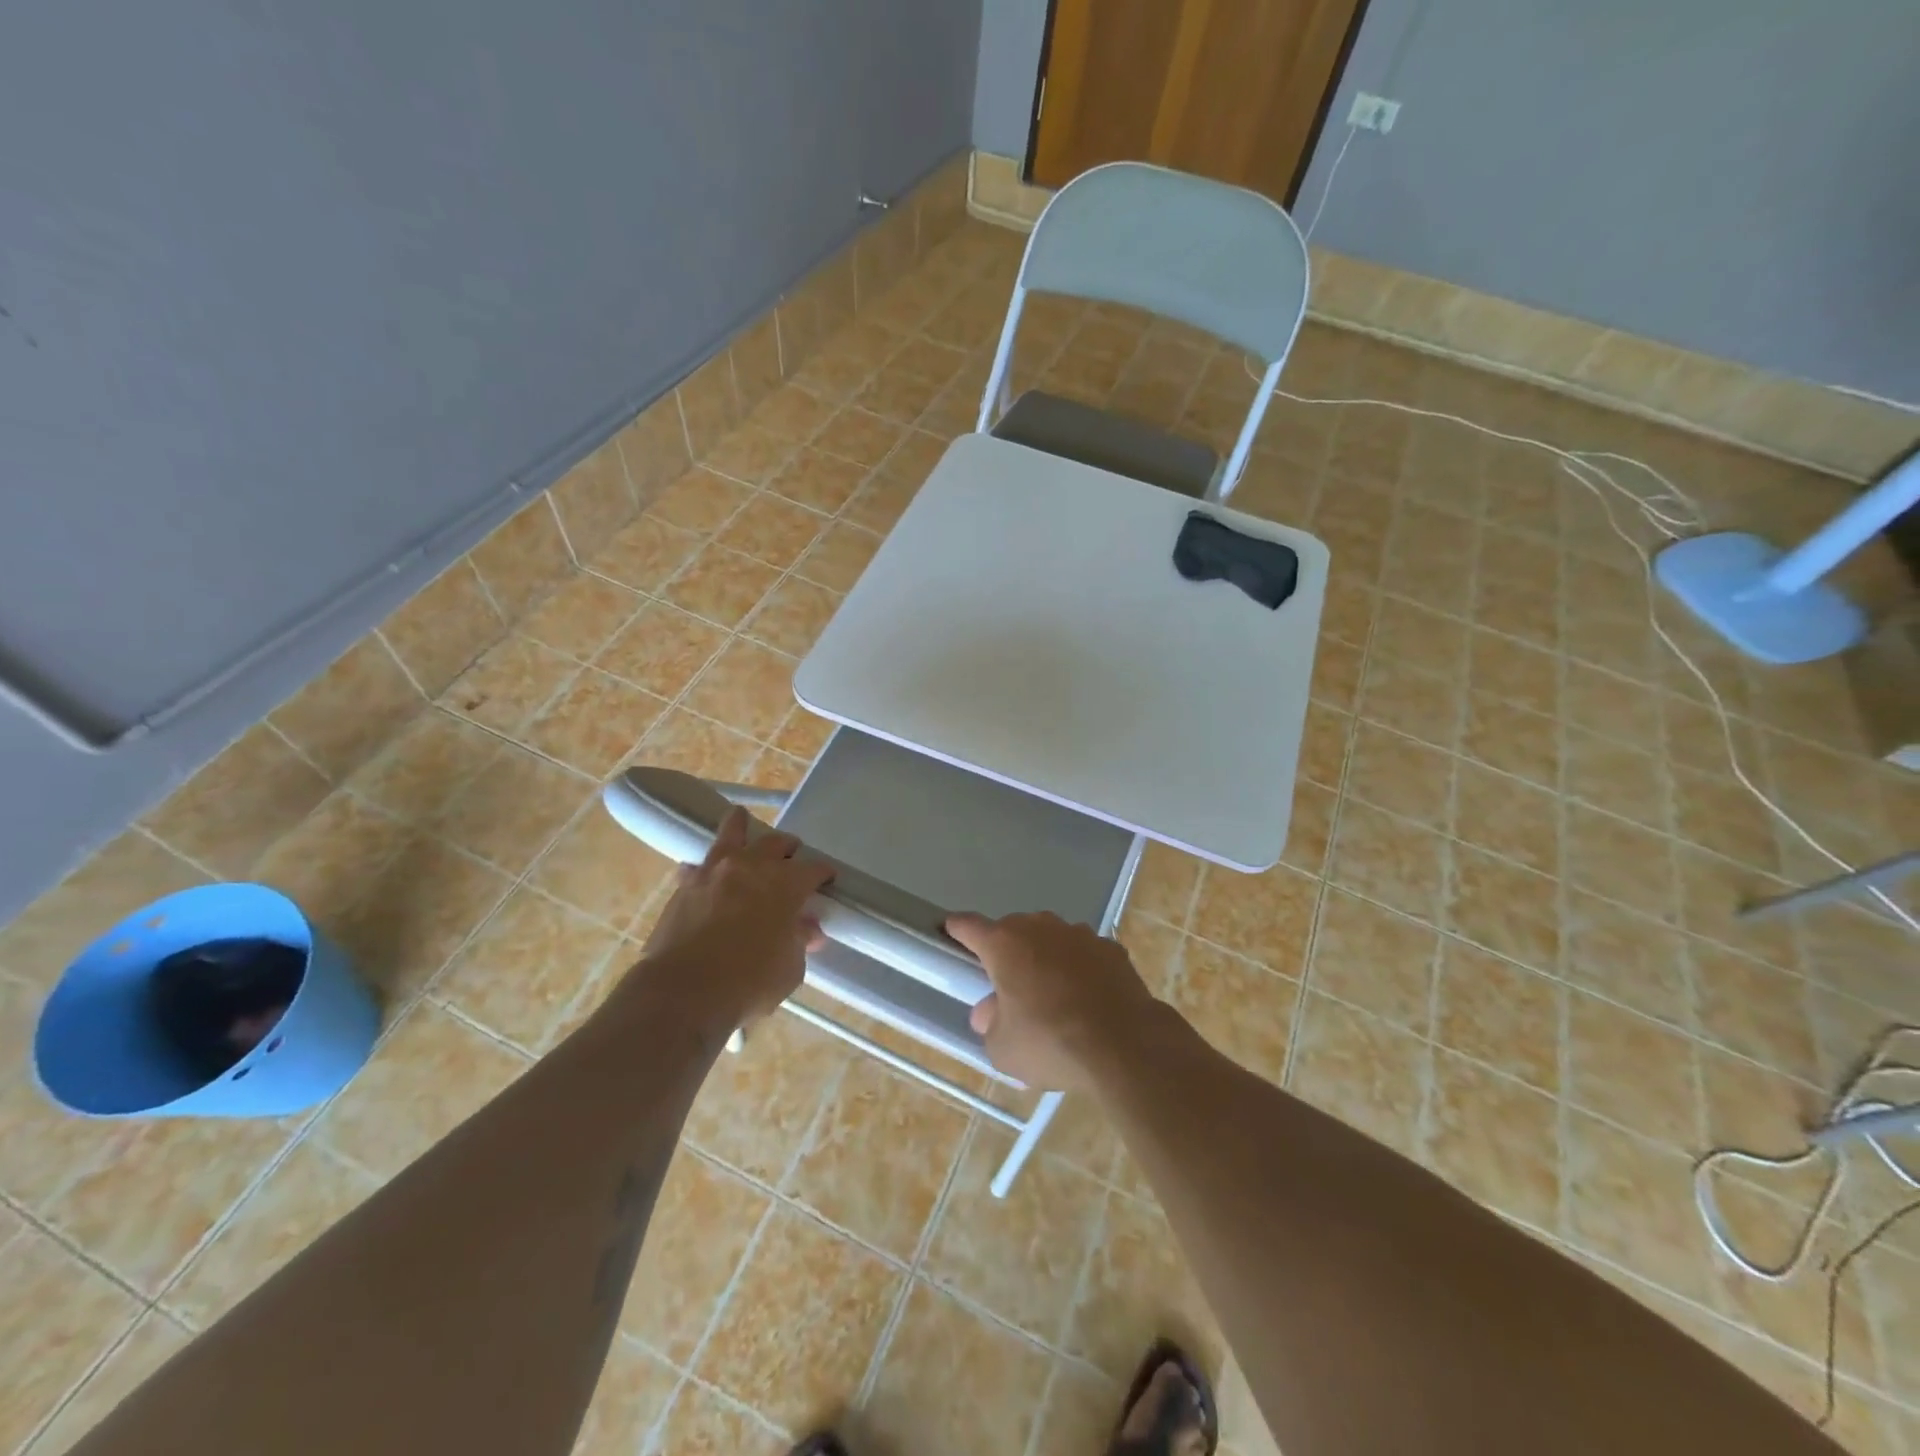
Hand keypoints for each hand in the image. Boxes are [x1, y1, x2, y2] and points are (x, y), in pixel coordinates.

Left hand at [642, 810, 833, 1022]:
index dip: (824, 873)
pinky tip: (702, 874)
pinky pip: (697, 867)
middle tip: (791, 855)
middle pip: (776, 843)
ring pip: (731, 834)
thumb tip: (807, 930)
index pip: (814, 869)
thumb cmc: (748, 982)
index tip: (828, 880)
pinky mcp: (684, 886)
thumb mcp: (789, 969)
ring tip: (740, 818)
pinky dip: (703, 869)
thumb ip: (799, 942)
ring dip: (740, 826)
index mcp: (786, 883)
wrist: (683, 992)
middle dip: (788, 847)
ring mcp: (715, 872)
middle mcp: (752, 867)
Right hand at [945, 911, 1159, 1090]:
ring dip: (1045, 958)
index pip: (969, 926)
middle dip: (1007, 953)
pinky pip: (1084, 955)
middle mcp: (1040, 928)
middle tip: (1008, 987)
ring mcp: (1079, 934)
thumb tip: (989, 1012)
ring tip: (1052, 996)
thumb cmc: (1050, 1042)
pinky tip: (1087, 999)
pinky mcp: (1111, 948)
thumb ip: (989, 1024)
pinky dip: (1080, 970)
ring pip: (1051, 940)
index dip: (957, 930)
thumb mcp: (1003, 1048)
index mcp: (1004, 944)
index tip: (950, 932)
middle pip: (1013, 931)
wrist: (1124, 1043)